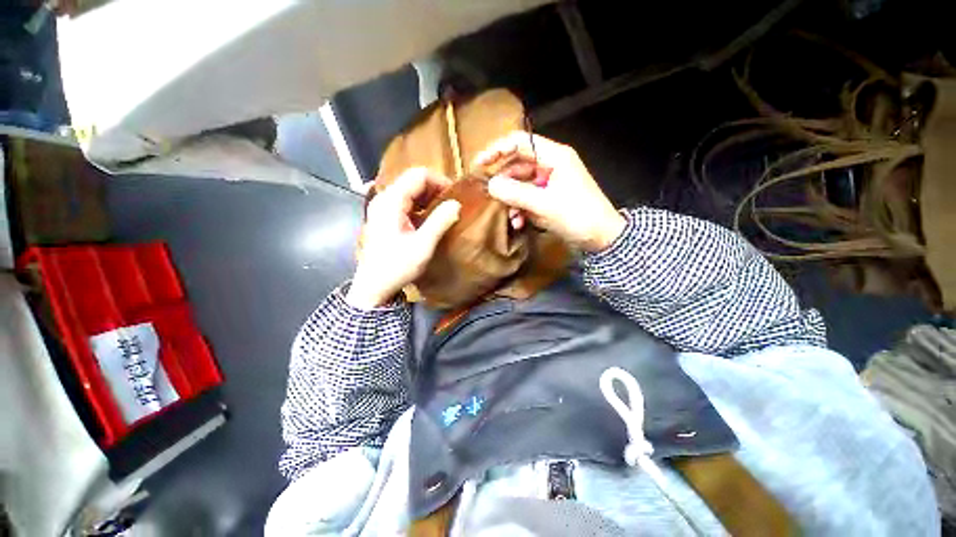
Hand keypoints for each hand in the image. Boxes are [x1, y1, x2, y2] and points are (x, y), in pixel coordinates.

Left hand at [347, 168, 460, 308]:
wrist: (374, 286)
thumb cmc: (397, 266)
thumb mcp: (422, 245)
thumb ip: (439, 222)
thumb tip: (456, 204)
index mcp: (392, 201)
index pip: (418, 175)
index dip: (439, 181)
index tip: (455, 196)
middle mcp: (384, 198)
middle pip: (413, 180)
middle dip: (435, 189)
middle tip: (451, 204)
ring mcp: (382, 207)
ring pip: (409, 190)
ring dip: (428, 197)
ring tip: (443, 211)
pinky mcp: (384, 216)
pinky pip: (405, 202)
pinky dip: (420, 206)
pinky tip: (429, 219)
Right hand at [475, 132, 625, 252]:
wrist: (602, 239)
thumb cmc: (578, 216)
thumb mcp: (545, 205)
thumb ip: (516, 193)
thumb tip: (490, 185)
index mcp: (555, 156)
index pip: (521, 142)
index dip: (498, 149)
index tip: (479, 164)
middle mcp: (551, 165)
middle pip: (518, 165)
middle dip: (504, 182)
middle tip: (489, 196)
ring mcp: (550, 183)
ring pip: (521, 185)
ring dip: (512, 201)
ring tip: (510, 218)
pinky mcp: (549, 198)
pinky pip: (528, 198)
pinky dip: (521, 209)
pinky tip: (518, 223)